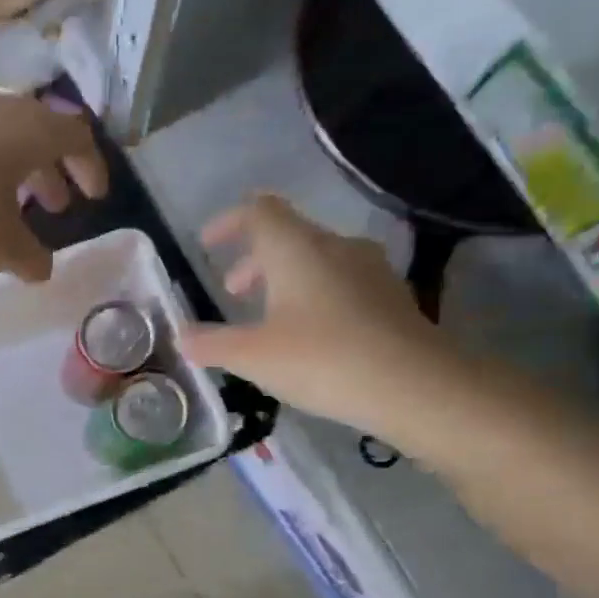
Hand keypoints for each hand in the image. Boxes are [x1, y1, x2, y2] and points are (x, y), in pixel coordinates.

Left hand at [0, 89, 108, 280]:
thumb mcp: (0, 246)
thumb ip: (31, 258)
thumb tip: (44, 269)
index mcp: (30, 129)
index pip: (76, 137)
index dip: (91, 167)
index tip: (93, 197)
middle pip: (40, 133)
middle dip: (53, 173)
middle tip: (56, 208)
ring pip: (4, 136)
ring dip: (19, 171)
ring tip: (15, 208)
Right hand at [184, 194, 474, 440]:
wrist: (417, 386)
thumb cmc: (323, 360)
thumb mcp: (252, 357)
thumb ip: (211, 344)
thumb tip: (182, 336)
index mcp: (297, 249)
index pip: (259, 211)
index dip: (229, 222)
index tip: (207, 243)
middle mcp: (335, 247)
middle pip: (288, 236)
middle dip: (254, 260)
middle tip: (232, 292)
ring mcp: (370, 270)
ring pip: (316, 260)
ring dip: (284, 279)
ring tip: (267, 317)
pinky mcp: (391, 297)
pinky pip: (341, 282)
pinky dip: (313, 296)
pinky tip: (309, 335)